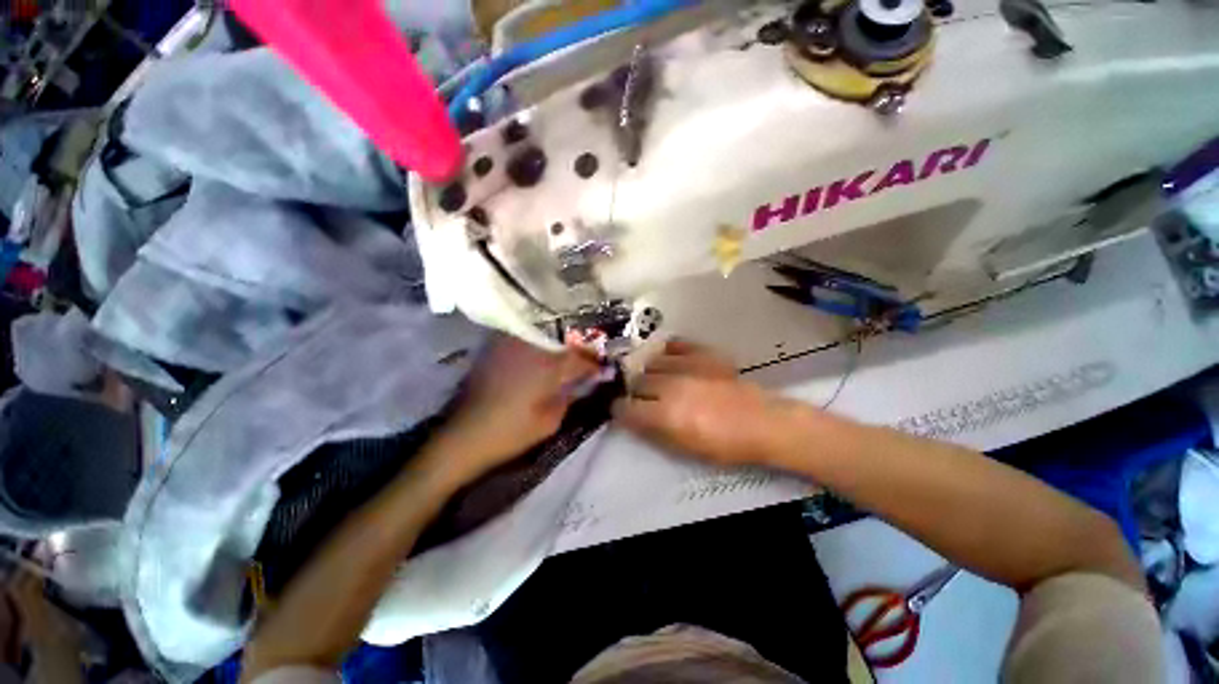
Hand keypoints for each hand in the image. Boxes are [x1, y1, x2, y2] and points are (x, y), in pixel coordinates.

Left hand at [439, 335, 599, 479]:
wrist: (464, 437)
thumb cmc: (511, 433)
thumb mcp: (549, 422)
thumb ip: (569, 397)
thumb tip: (581, 384)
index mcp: (547, 366)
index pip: (579, 359)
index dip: (593, 364)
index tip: (602, 369)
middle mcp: (530, 348)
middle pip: (563, 342)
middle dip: (578, 351)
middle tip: (587, 361)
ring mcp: (510, 346)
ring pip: (543, 337)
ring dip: (558, 345)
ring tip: (567, 356)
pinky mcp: (495, 350)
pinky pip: (524, 340)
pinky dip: (537, 345)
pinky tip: (541, 356)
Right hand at [612, 339, 796, 466]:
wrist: (762, 423)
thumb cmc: (724, 445)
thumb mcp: (683, 449)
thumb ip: (652, 432)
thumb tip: (631, 419)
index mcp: (665, 414)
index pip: (626, 408)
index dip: (620, 410)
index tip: (622, 411)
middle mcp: (671, 386)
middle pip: (637, 382)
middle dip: (635, 391)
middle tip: (644, 399)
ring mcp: (687, 365)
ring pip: (652, 362)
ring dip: (650, 372)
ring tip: (658, 380)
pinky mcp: (703, 353)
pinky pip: (675, 344)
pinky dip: (668, 351)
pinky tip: (670, 359)